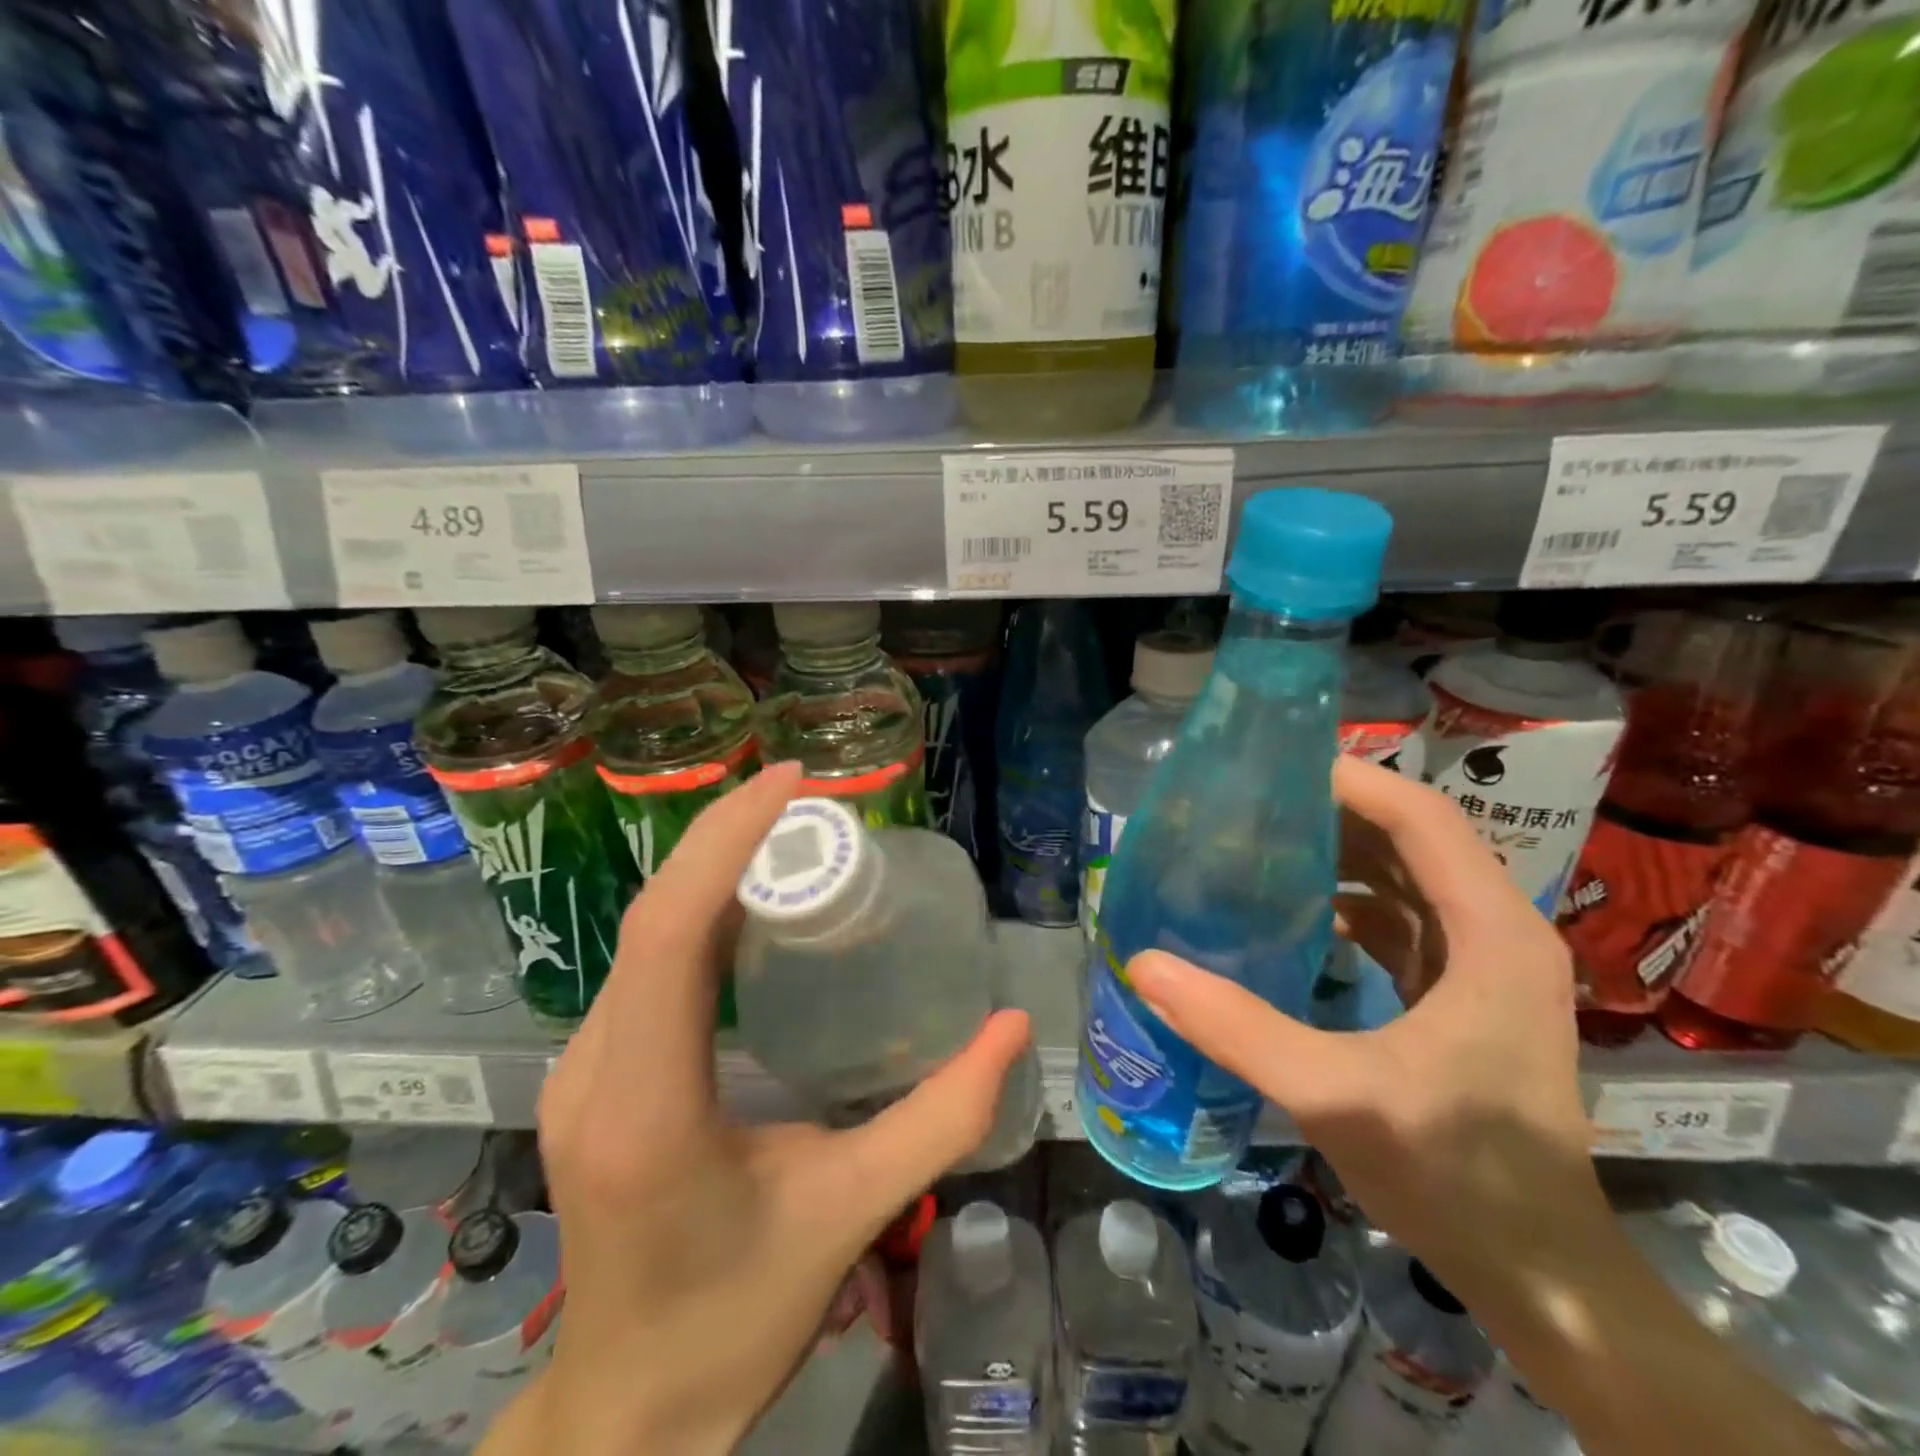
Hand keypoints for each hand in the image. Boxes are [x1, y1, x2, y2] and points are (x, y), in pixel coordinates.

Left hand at [520, 763, 1031, 1455]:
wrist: (629, 1409)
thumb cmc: (738, 1318)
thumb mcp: (852, 1214)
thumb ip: (941, 1119)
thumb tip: (1012, 1028)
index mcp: (647, 1106)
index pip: (670, 934)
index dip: (724, 842)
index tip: (788, 782)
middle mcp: (593, 1070)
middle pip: (653, 918)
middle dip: (725, 837)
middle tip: (806, 798)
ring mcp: (578, 1069)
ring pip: (643, 936)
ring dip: (711, 870)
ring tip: (789, 835)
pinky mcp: (590, 1073)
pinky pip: (644, 966)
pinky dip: (698, 913)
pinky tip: (751, 905)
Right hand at [1127, 756, 1601, 1306]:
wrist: (1542, 1274)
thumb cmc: (1457, 1175)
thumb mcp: (1335, 1095)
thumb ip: (1237, 1027)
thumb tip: (1144, 964)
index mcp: (1491, 933)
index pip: (1424, 819)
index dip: (1353, 783)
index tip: (1273, 770)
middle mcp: (1498, 932)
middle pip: (1415, 838)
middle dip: (1334, 814)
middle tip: (1250, 806)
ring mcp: (1486, 965)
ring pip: (1408, 877)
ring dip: (1341, 855)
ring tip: (1261, 847)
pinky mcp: (1466, 993)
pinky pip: (1404, 920)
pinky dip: (1351, 902)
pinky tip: (1295, 916)